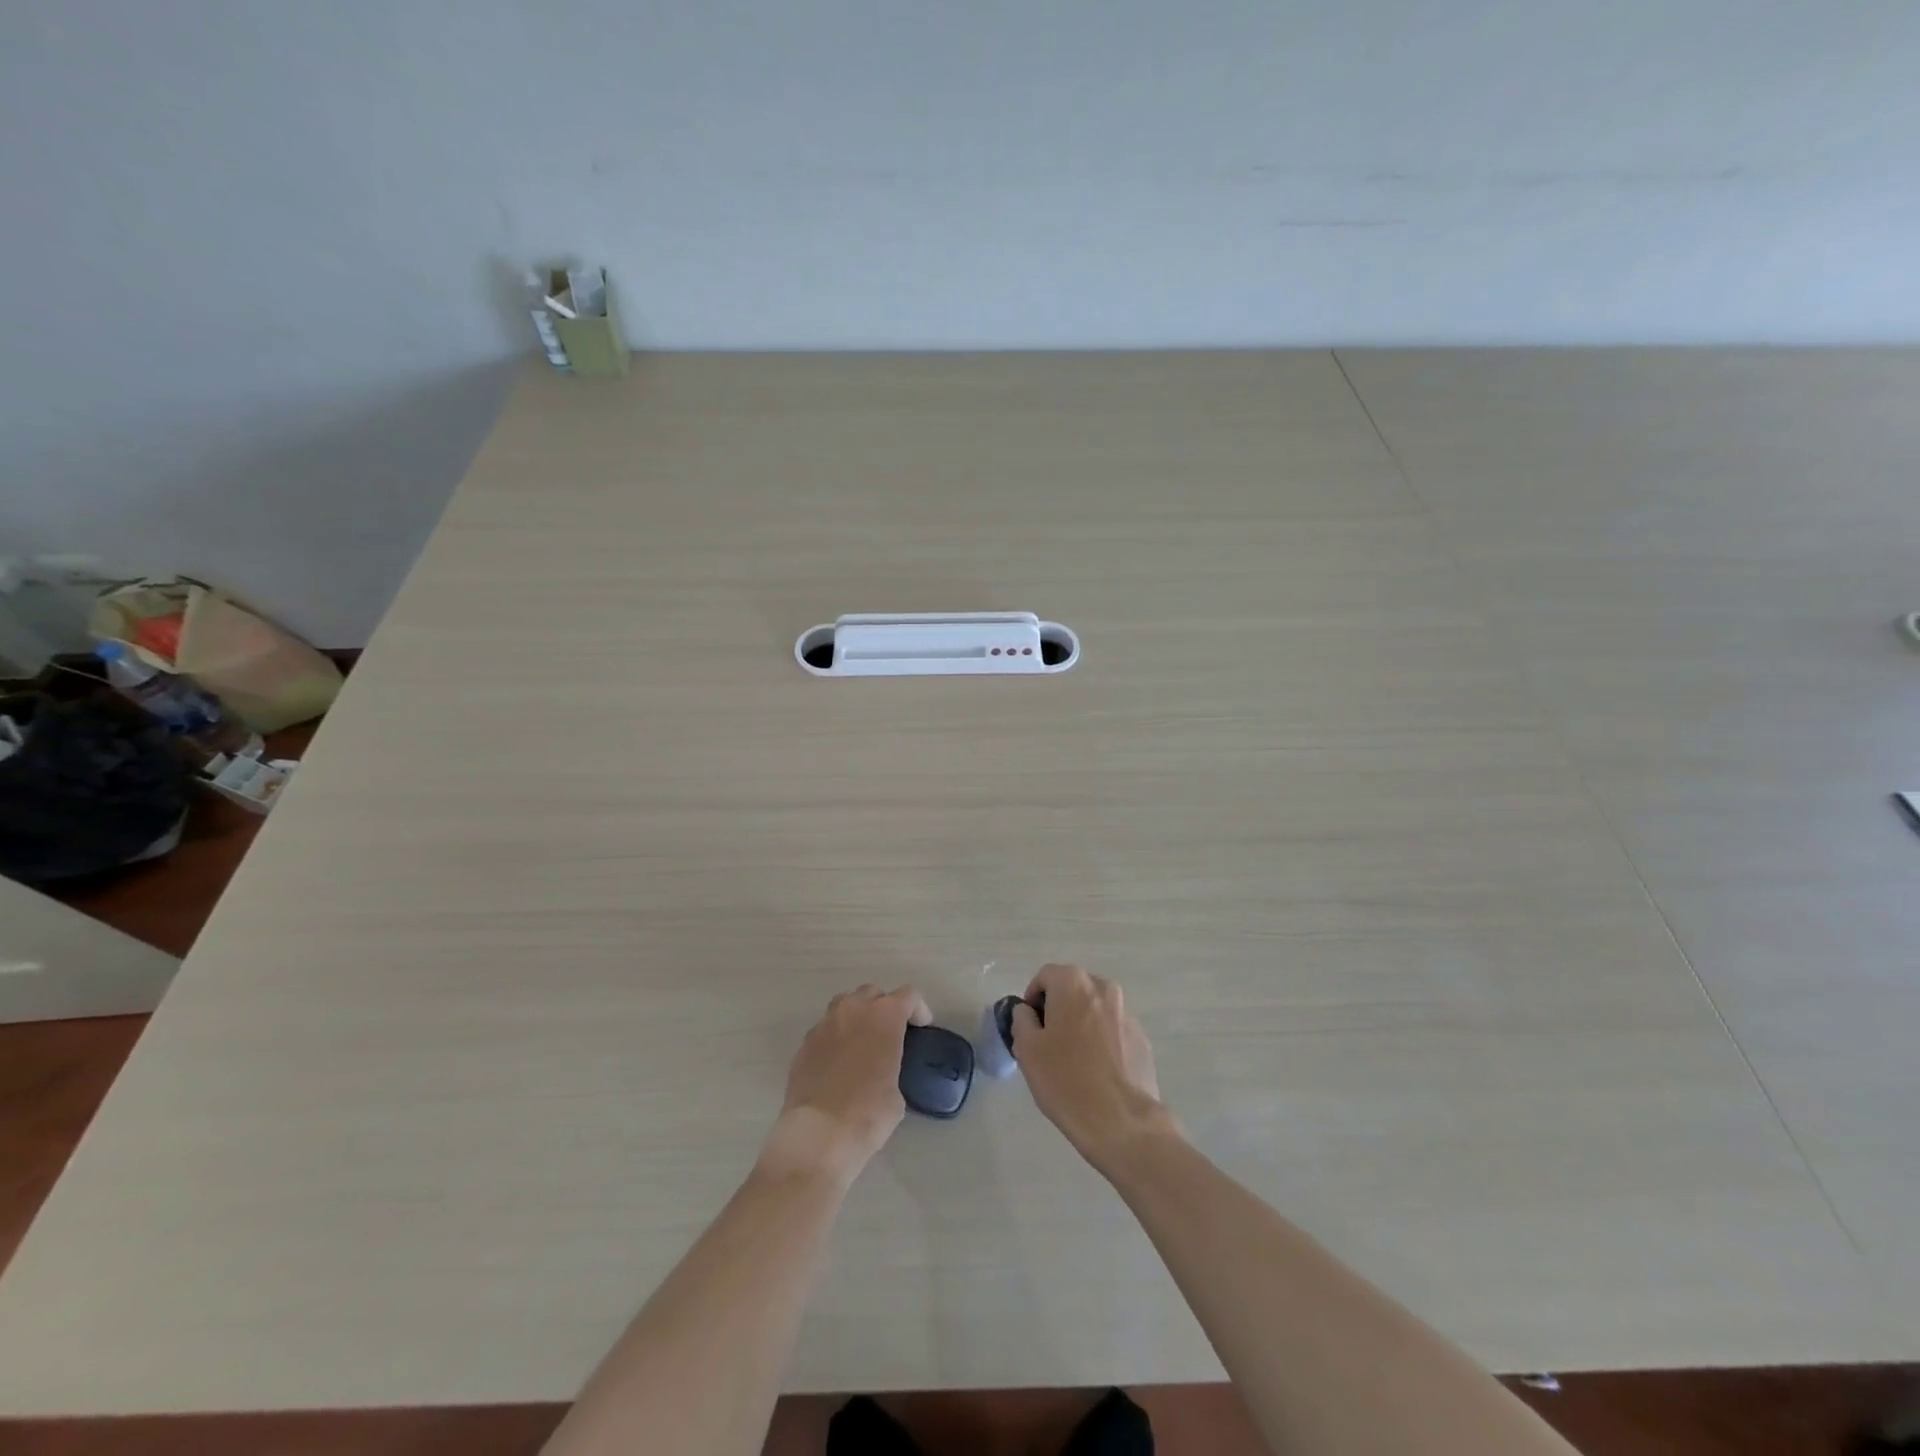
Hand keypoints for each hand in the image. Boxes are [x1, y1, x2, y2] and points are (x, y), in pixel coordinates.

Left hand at [758, 984, 930, 1184]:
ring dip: (857, 1016)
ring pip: (844, 1005)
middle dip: (884, 1007)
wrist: (818, 1134)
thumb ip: (892, 1066)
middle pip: (873, 993)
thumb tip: (882, 1072)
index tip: (920, 1028)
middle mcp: (853, 1010)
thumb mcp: (896, 1092)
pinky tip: (838, 1063)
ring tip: (862, 1042)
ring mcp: (824, 1024)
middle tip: (890, 1033)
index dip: (918, 1009)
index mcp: (884, 1016)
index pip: (908, 995)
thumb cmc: (868, 1113)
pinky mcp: (804, 1044)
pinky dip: (835, 1038)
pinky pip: (825, 1030)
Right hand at [1010, 964, 1176, 1171]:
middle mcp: (1104, 989)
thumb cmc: (1066, 1080)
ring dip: (1081, 1025)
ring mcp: (1128, 1015)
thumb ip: (1022, 1019)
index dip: (1032, 998)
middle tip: (1048, 1043)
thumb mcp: (1027, 1049)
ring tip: (1073, 1061)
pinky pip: (1113, 1032)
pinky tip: (1096, 1074)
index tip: (1029, 1027)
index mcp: (1074, 984)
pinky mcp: (1142, 1041)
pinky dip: (1102, 1043)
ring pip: (1095, 1011)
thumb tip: (1028, 1012)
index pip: (1046, 976)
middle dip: (1058, 1009)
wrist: (1122, 1122)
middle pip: (1073, 990)